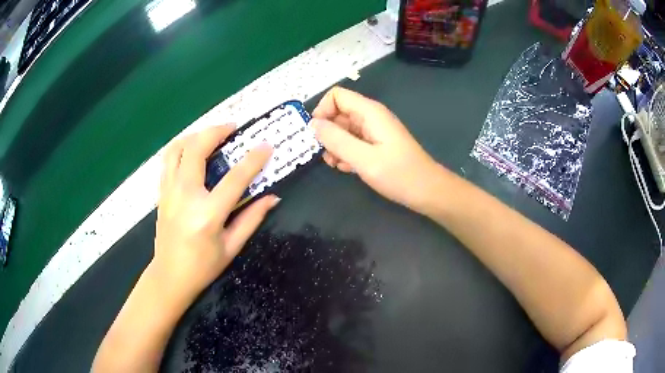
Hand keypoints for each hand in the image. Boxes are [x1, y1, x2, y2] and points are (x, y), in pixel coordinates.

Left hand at [153, 125, 279, 304]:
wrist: (169, 276)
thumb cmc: (203, 267)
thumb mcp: (232, 247)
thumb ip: (251, 218)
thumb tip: (272, 198)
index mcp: (208, 214)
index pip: (235, 178)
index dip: (253, 159)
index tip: (266, 145)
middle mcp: (185, 196)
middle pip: (197, 149)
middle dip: (217, 131)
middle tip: (233, 129)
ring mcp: (169, 192)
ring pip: (177, 148)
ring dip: (195, 135)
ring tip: (211, 136)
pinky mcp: (161, 193)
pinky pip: (168, 160)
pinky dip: (181, 148)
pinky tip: (192, 152)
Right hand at [312, 87, 441, 210]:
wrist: (427, 191)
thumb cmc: (398, 174)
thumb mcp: (363, 158)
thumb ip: (336, 139)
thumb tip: (313, 124)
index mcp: (369, 112)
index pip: (336, 96)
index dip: (322, 111)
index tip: (316, 135)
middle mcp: (371, 117)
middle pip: (338, 113)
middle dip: (328, 133)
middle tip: (327, 156)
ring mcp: (374, 131)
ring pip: (344, 130)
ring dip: (335, 146)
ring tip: (338, 165)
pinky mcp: (376, 144)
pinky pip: (353, 142)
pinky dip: (346, 153)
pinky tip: (349, 169)